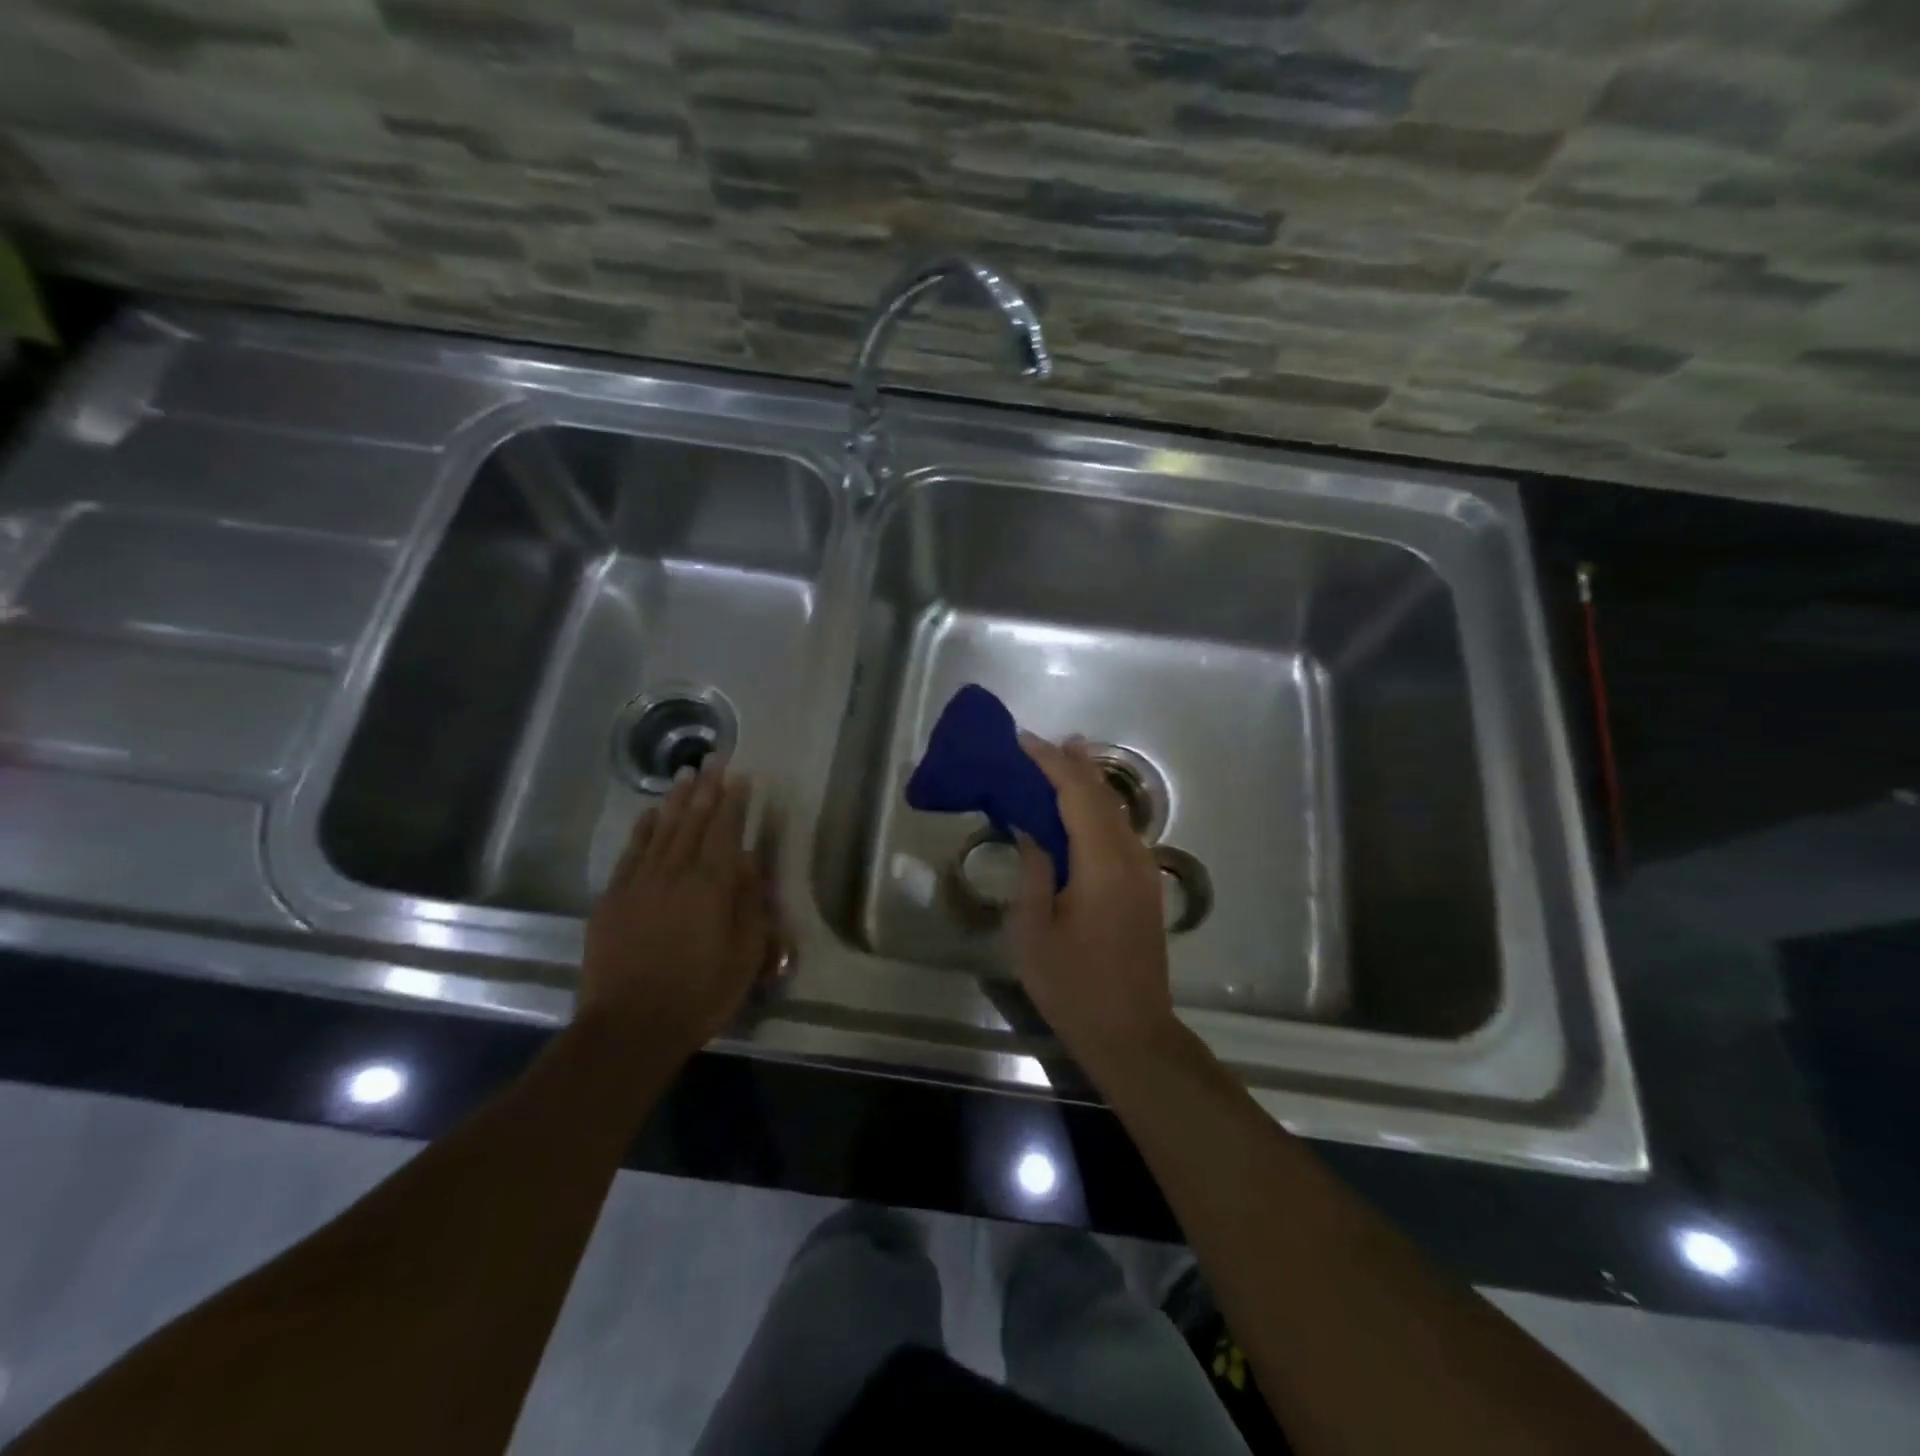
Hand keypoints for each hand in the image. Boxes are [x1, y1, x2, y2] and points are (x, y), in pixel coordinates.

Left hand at [580, 758, 771, 1058]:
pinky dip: (643, 829)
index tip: (740, 776)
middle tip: (714, 760)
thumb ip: (750, 903)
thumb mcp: (745, 955)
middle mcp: (675, 874)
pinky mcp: (612, 899)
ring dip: (676, 800)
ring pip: (662, 830)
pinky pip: (631, 853)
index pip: (725, 832)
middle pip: (693, 822)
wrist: (630, 1027)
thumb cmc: (699, 994)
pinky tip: (651, 813)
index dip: (733, 802)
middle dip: (706, 789)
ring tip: (686, 774)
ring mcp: (639, 883)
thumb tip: (750, 861)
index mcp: (711, 886)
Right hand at [1010, 733, 1177, 1076]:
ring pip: (1115, 811)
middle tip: (1037, 744)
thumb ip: (1034, 871)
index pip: (1077, 794)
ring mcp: (1144, 872)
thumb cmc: (1073, 986)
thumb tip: (1031, 830)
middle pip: (1101, 795)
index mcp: (1102, 863)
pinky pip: (1120, 832)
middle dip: (1071, 764)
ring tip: (1057, 762)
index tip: (1023, 741)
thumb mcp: (1034, 930)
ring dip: (1086, 784)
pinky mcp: (1145, 887)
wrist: (1132, 1034)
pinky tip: (1078, 811)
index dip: (1050, 763)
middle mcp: (1131, 857)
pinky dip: (1096, 810)